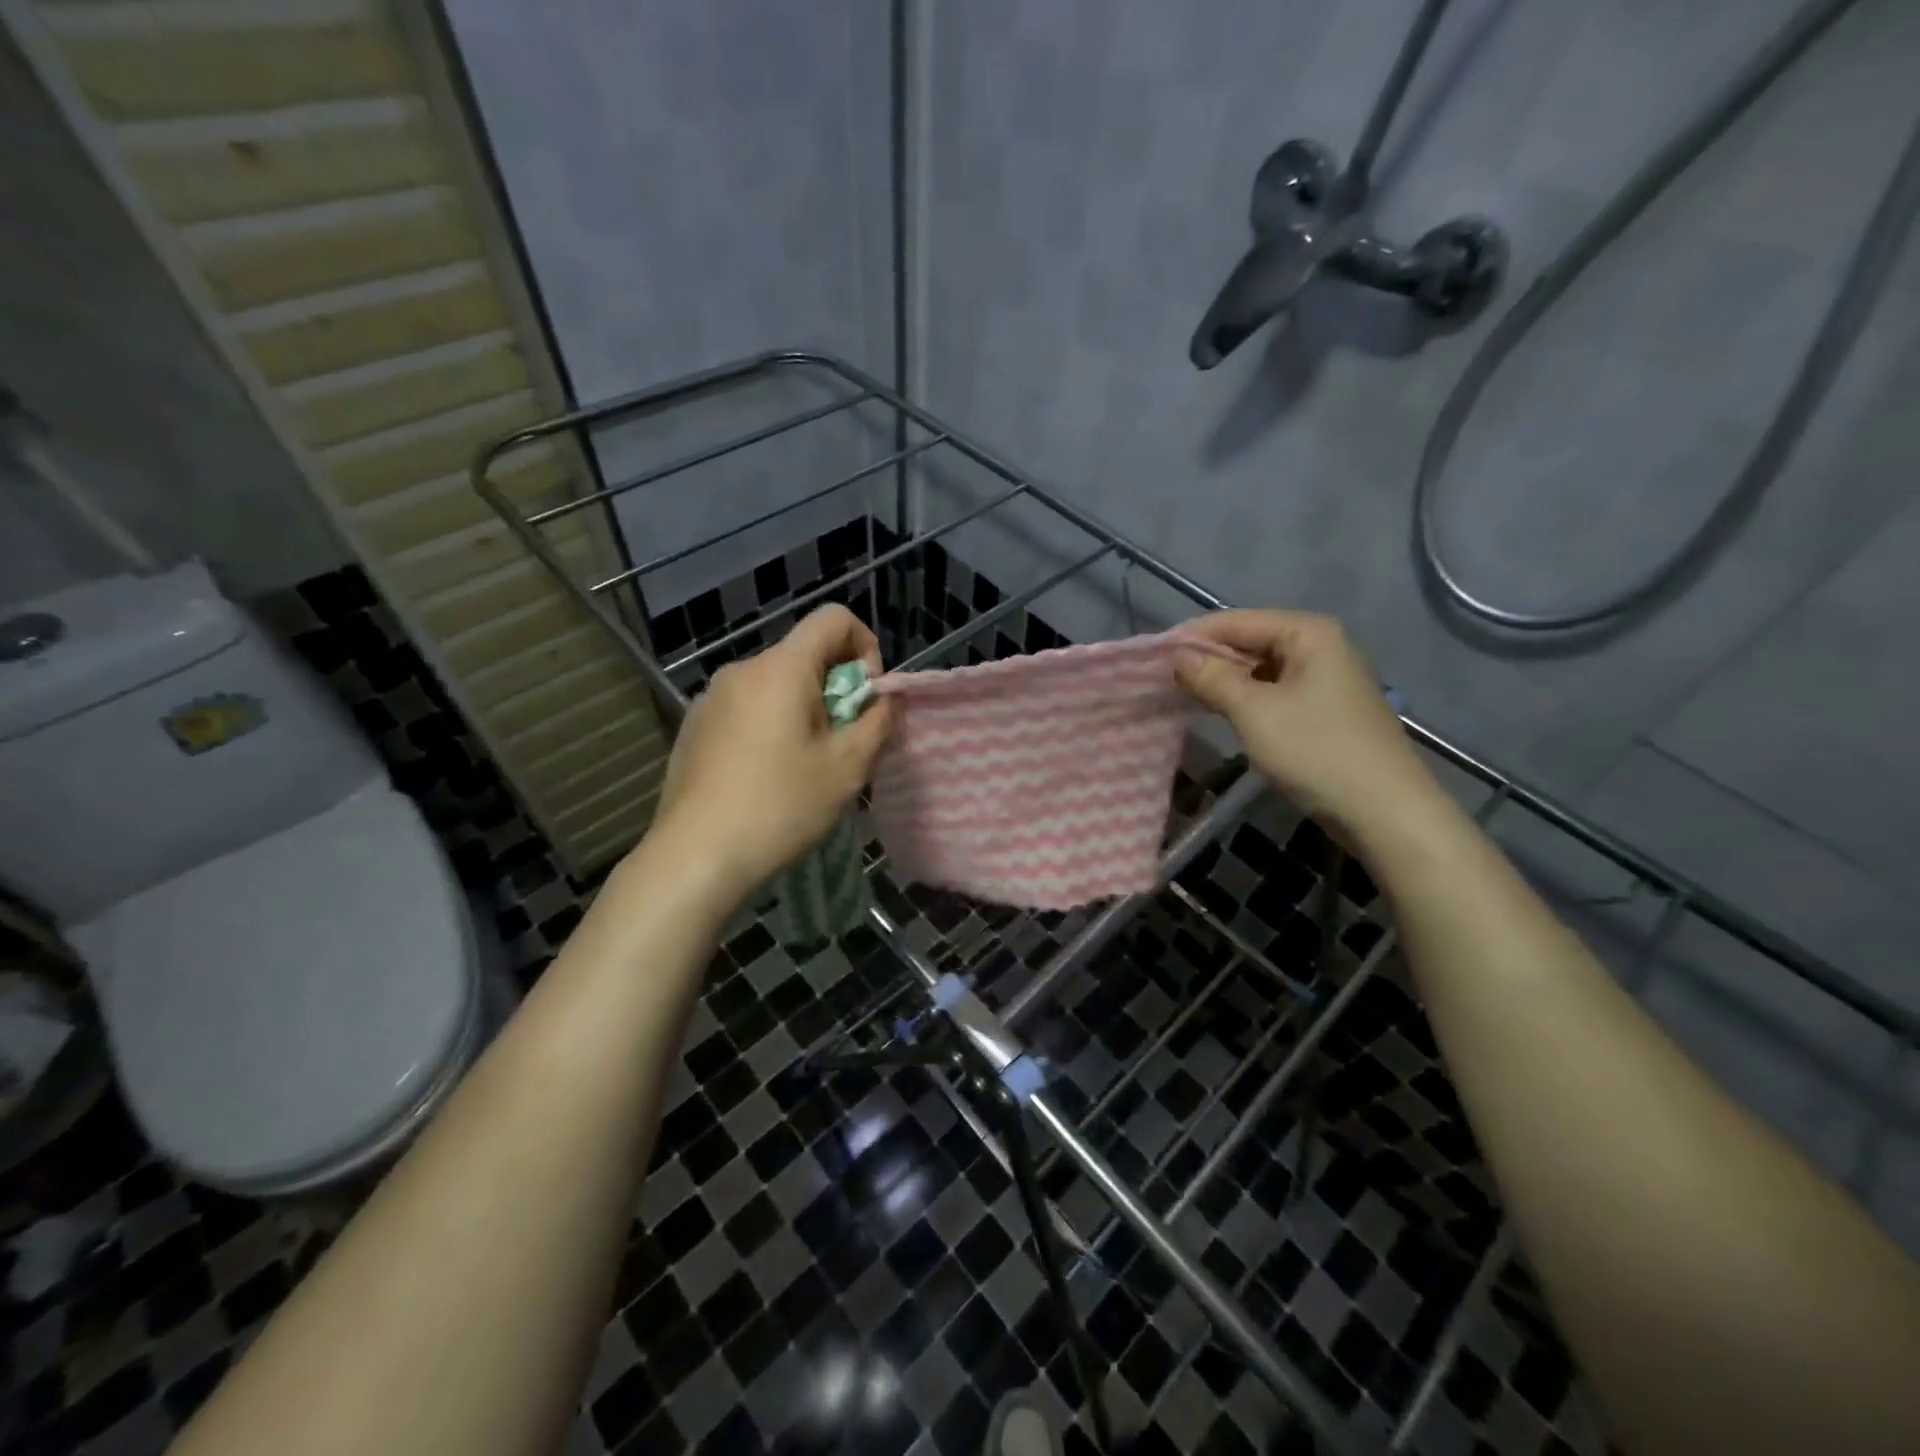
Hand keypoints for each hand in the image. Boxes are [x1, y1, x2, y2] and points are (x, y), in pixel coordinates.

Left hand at [650, 605, 895, 907]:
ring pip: (775, 685)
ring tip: (805, 767)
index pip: (833, 618)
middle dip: (835, 689)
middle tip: (841, 745)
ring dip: (804, 711)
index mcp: (781, 668)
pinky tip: (766, 777)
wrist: (695, 856)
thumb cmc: (781, 806)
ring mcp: (711, 697)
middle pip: (804, 655)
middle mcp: (742, 669)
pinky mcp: (694, 726)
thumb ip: (877, 722)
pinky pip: (747, 708)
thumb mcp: (847, 767)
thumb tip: (885, 699)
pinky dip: (770, 726)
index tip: (865, 698)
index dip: (864, 647)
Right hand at [1175, 610, 1440, 841]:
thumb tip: (1178, 656)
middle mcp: (1321, 646)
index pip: (1236, 621)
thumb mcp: (1254, 712)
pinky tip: (1222, 713)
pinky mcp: (1327, 709)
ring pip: (1262, 669)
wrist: (1386, 812)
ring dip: (1225, 681)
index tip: (1152, 657)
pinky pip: (1275, 691)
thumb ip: (1212, 678)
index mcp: (1308, 633)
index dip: (1192, 637)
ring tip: (1184, 696)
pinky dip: (1246, 699)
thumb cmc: (1316, 752)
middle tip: (1163, 679)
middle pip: (1250, 641)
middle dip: (1208, 659)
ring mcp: (1327, 679)